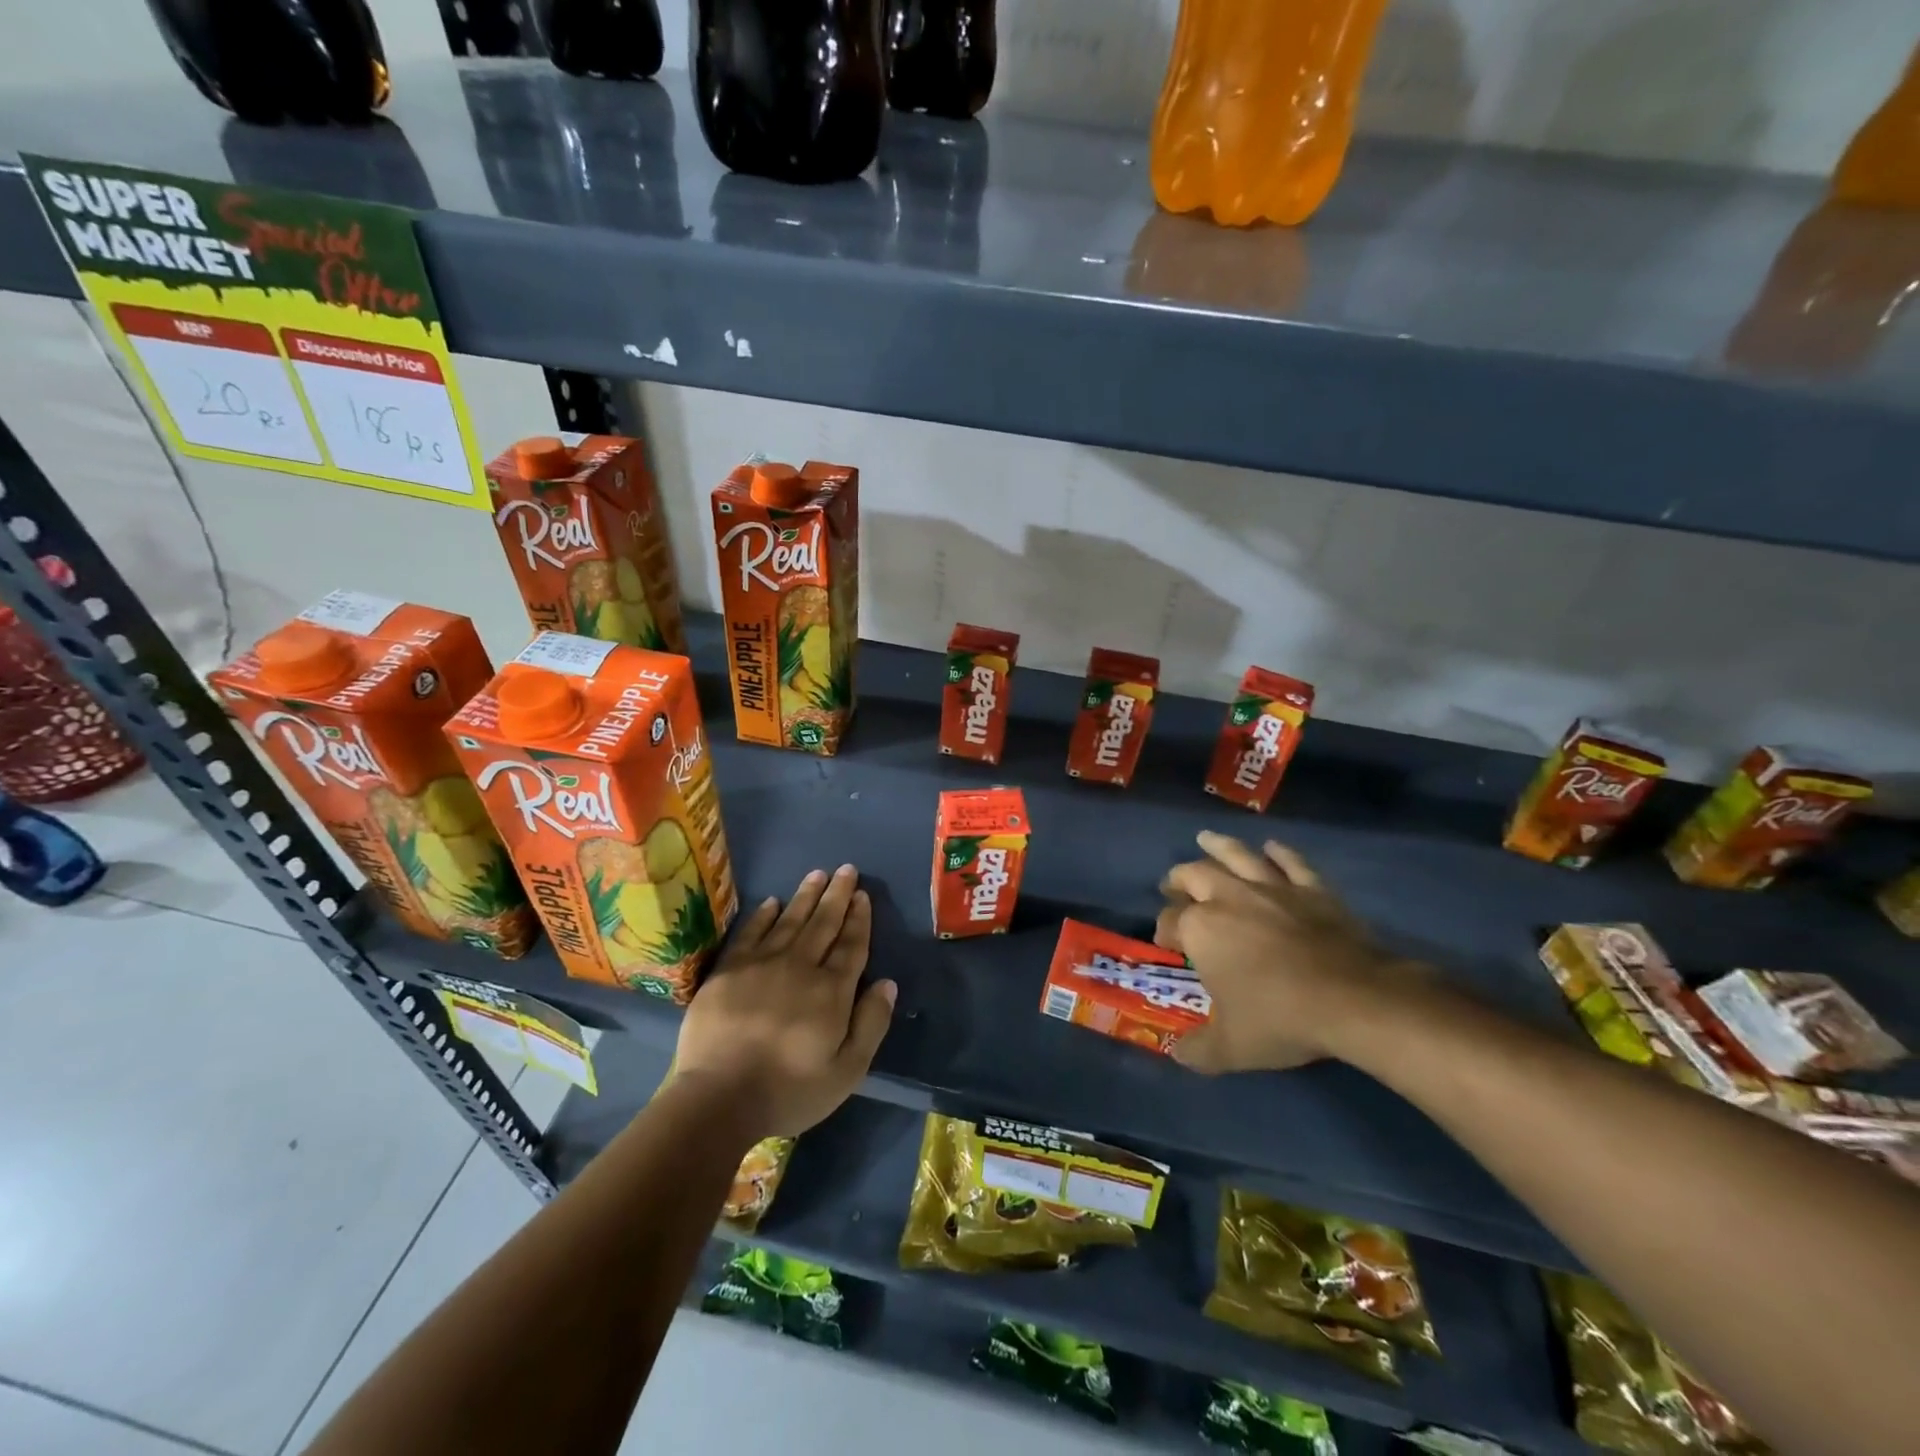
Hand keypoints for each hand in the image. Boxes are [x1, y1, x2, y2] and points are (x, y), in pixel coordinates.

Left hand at [675, 865, 896, 1138]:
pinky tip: (772, 902)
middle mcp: (800, 967)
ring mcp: (761, 965)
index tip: (863, 895)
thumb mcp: (847, 1070)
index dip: (859, 919)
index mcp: (831, 991)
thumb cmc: (789, 1090)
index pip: (851, 945)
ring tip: (817, 873)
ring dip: (805, 896)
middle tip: (846, 870)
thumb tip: (888, 983)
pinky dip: (763, 915)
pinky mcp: (728, 971)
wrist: (718, 1098)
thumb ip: (871, 1023)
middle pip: (823, 924)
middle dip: (837, 895)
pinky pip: (750, 933)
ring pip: (789, 921)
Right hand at [1157, 832, 1409, 1073]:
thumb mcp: (1231, 1047)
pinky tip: (1272, 846)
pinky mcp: (1311, 888)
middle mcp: (1229, 897)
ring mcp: (1272, 888)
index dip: (1164, 931)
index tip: (1166, 943)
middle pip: (1194, 875)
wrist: (1352, 999)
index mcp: (1201, 928)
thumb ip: (1199, 1050)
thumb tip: (1178, 1054)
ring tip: (1205, 839)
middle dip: (1179, 879)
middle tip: (1174, 885)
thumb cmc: (1280, 1018)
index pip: (1170, 921)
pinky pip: (1291, 863)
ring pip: (1238, 856)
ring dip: (1219, 846)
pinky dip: (1280, 853)